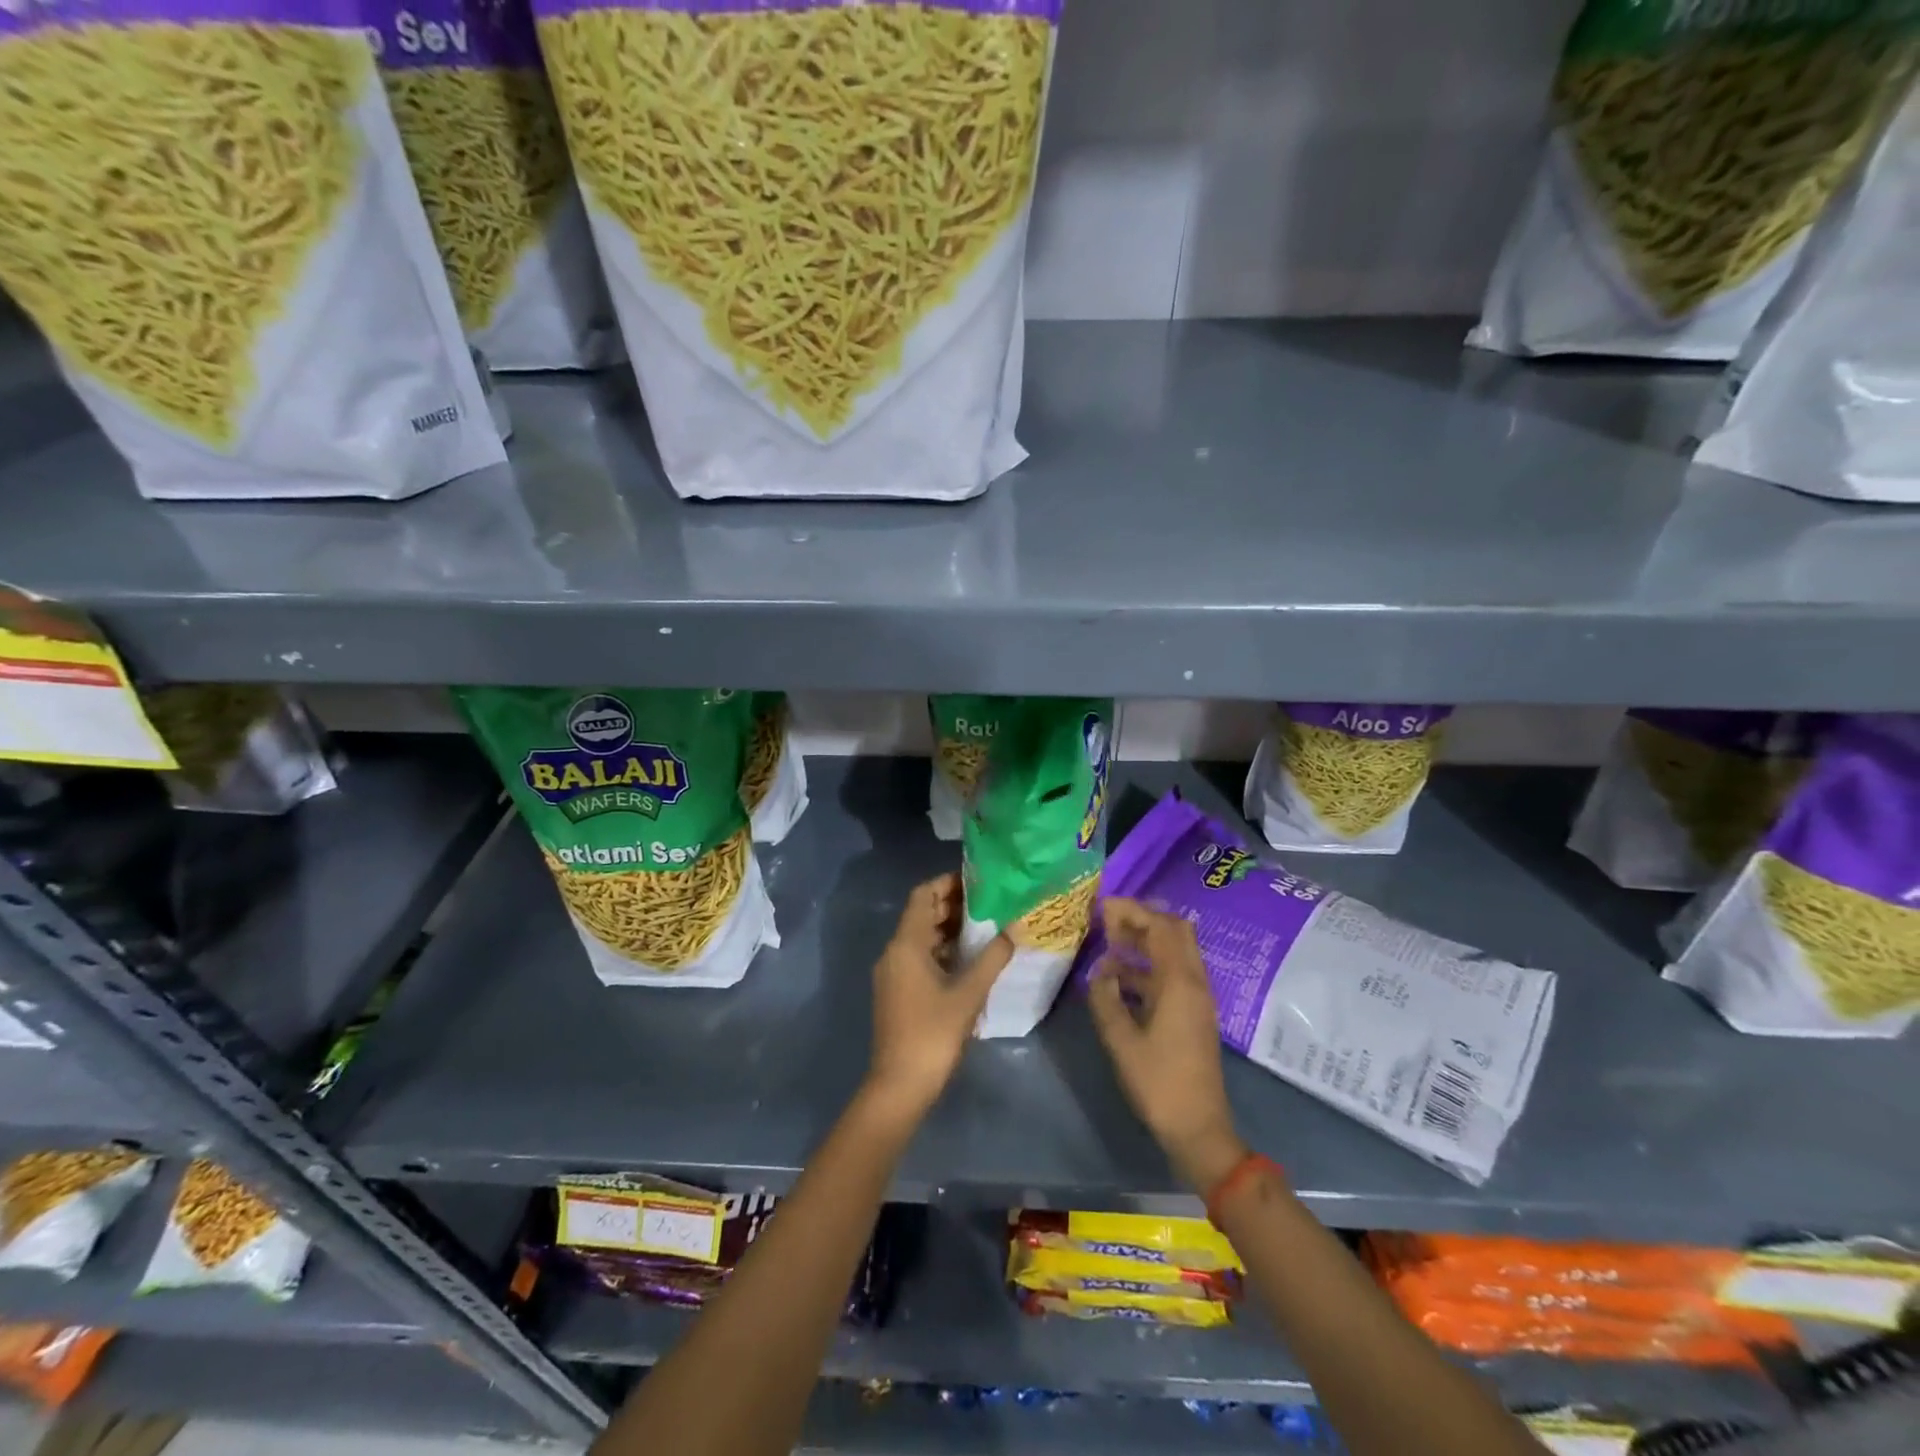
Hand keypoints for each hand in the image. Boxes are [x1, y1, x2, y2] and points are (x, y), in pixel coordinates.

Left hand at [864, 874, 1012, 1121]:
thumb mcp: (969, 994)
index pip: (923, 895)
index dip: (947, 883)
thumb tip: (1014, 929)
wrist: (900, 1085)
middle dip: (952, 905)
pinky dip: (941, 951)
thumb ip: (992, 958)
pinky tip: (969, 959)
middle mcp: (894, 952)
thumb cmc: (933, 1033)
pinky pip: (918, 957)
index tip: (978, 880)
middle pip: (922, 914)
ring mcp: (893, 973)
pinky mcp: (896, 991)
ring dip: (948, 929)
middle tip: (990, 902)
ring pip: (920, 938)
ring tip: (985, 927)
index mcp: (906, 944)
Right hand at [1088, 898, 1246, 1191]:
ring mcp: (1197, 999)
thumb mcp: (1121, 1041)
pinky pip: (1172, 975)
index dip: (1132, 911)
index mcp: (1179, 983)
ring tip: (1109, 945)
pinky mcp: (1193, 1014)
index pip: (1160, 928)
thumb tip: (1100, 972)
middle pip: (1175, 932)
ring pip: (1174, 953)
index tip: (1103, 906)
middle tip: (1109, 921)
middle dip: (1142, 920)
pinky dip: (1148, 967)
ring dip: (1145, 943)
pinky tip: (1120, 980)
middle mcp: (1194, 983)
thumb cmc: (1159, 1084)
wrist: (1199, 1129)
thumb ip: (1106, 1000)